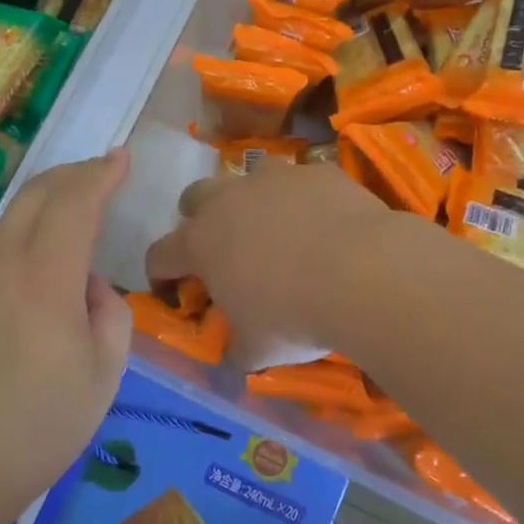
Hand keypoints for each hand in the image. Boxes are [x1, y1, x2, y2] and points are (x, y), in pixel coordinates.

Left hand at [0, 152, 132, 523]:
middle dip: (73, 174)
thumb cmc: (38, 426)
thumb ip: (109, 312)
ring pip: (9, 217)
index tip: (122, 156)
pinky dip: (22, 231)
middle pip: (35, 193)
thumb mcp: (104, 373)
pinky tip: (36, 259)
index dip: (101, 173)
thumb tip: (87, 285)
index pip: (75, 201)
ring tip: (73, 212)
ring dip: (45, 201)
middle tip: (102, 172)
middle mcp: (0, 263)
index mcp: (44, 277)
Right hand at [144, 161, 396, 369]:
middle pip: (194, 198)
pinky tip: (326, 224)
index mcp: (200, 243)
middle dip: (199, 220)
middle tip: (223, 250)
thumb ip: (237, 347)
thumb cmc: (295, 315)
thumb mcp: (258, 349)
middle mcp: (228, 201)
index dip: (160, 275)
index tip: (174, 293)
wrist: (363, 271)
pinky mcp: (316, 171)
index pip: (159, 255)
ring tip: (278, 230)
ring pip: (249, 177)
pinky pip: (301, 181)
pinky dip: (305, 200)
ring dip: (253, 200)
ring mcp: (274, 179)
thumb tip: (236, 352)